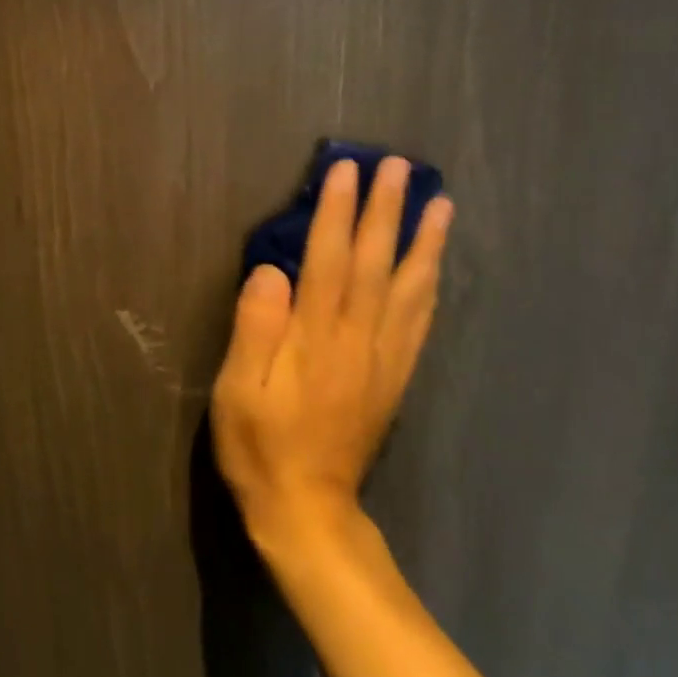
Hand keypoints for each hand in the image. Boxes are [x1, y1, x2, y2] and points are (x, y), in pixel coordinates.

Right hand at [210, 158, 453, 542]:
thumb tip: (272, 270)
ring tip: (440, 204)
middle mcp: (358, 339)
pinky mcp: (394, 378)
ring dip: (424, 242)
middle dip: (386, 210)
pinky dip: (430, 287)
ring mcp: (383, 359)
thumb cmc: (260, 446)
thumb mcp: (237, 390)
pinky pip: (419, 323)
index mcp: (315, 338)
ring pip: (409, 288)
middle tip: (398, 165)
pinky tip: (435, 267)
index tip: (345, 170)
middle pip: (375, 263)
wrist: (308, 510)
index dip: (337, 211)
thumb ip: (255, 327)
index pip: (329, 259)